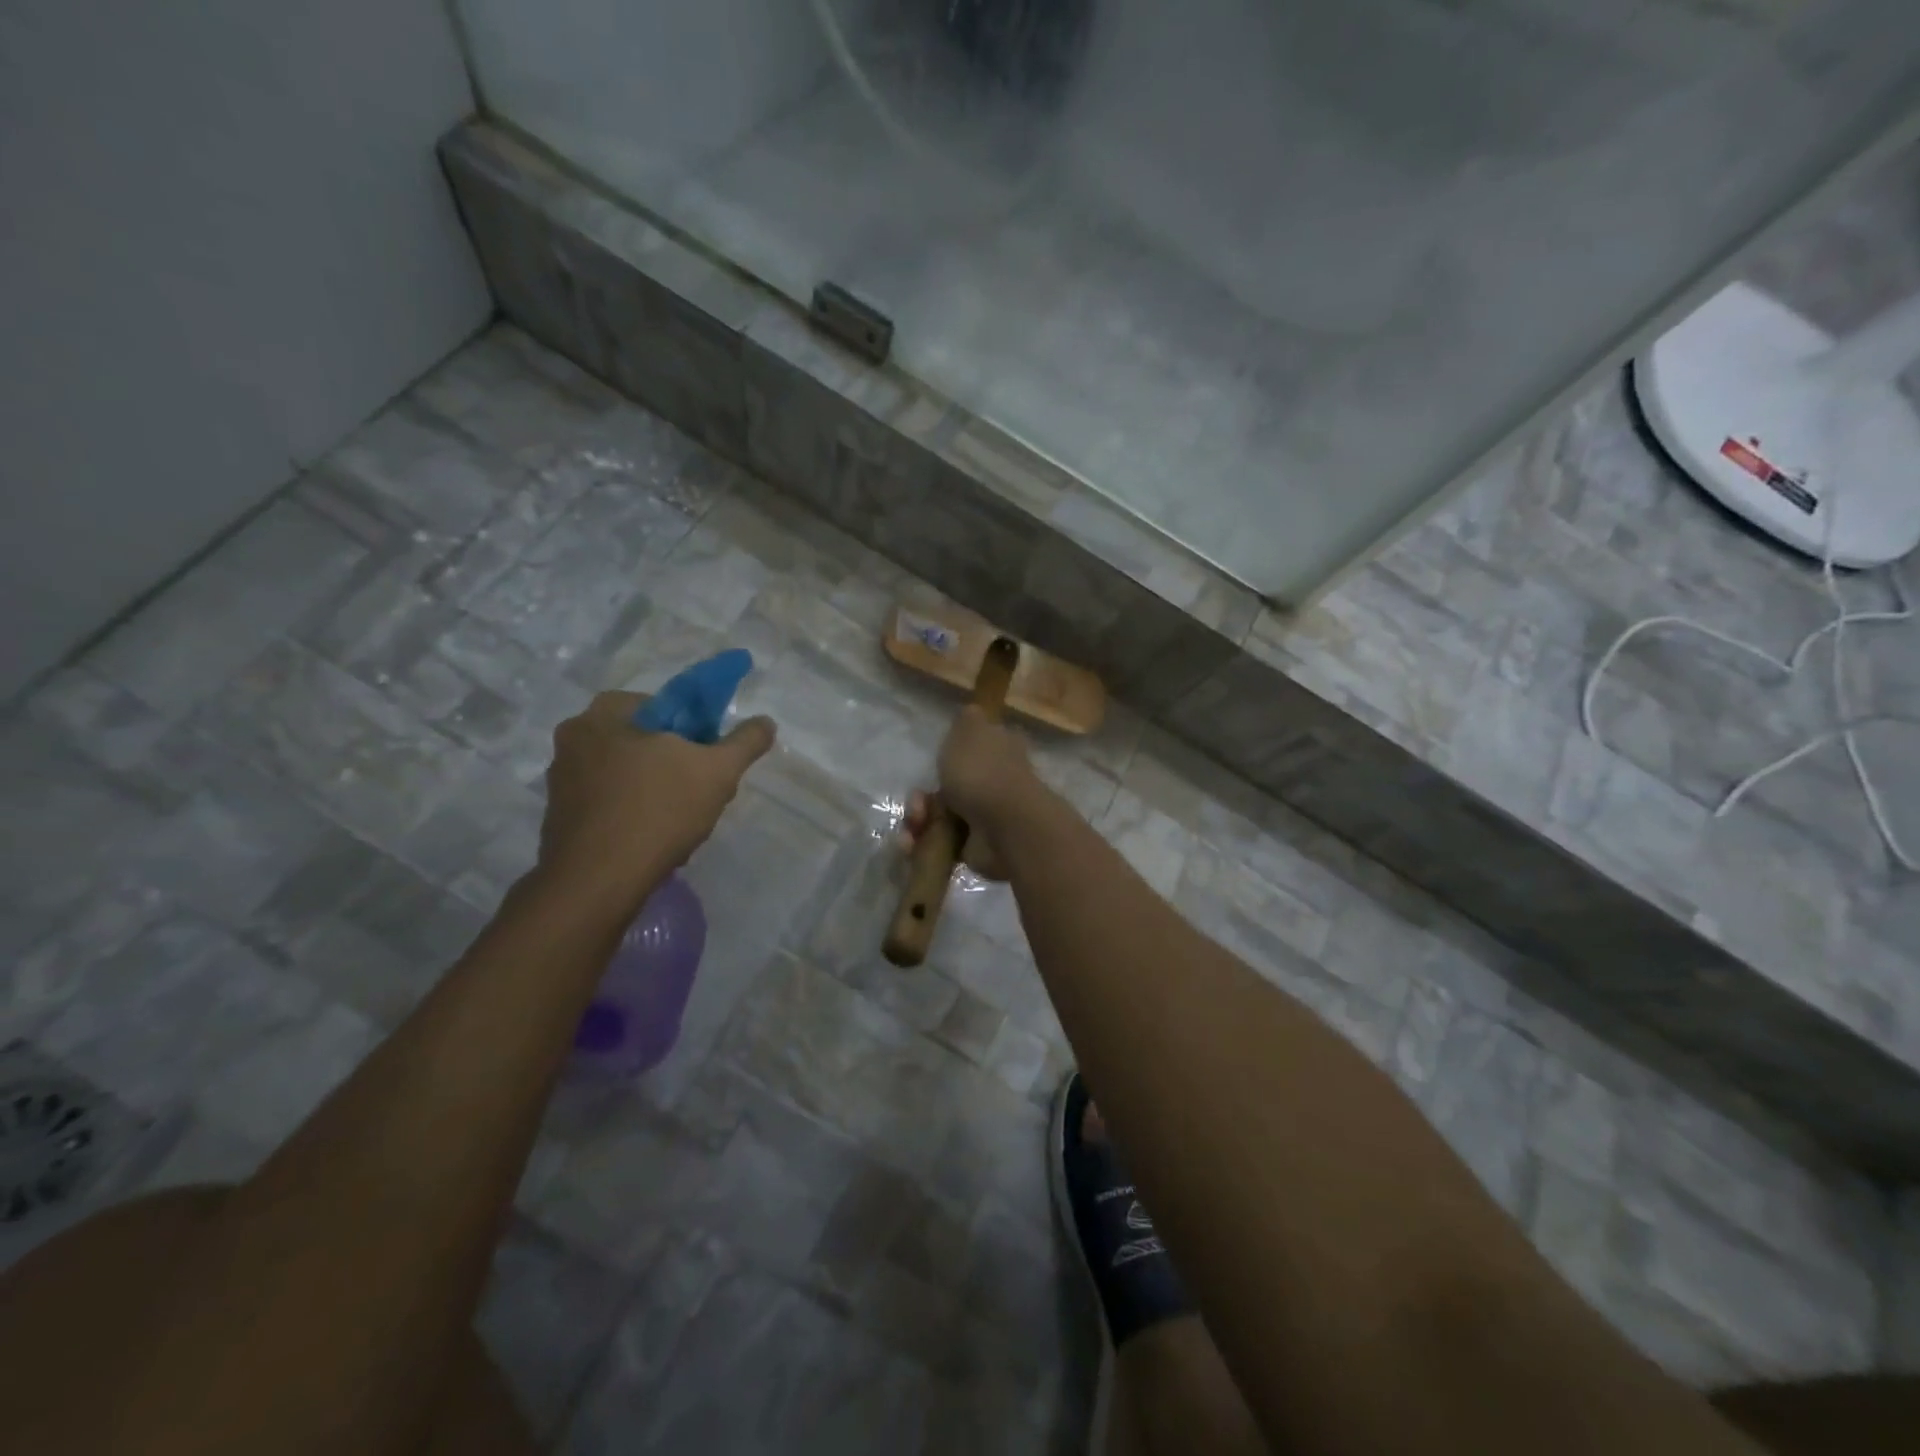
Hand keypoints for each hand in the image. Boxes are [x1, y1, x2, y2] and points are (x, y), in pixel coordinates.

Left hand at [537, 691, 775, 912]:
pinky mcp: (559, 816)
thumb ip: (745, 741)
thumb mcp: (718, 771)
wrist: (598, 881)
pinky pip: (608, 802)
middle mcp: (573, 738)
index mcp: (603, 714)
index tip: (708, 757)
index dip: (693, 729)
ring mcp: (561, 780)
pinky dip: (633, 813)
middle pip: (643, 741)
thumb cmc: (658, 810)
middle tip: (700, 789)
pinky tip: (653, 837)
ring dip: (655, 789)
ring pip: (626, 773)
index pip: (660, 705)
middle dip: (674, 762)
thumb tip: (766, 722)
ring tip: (680, 820)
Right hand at [898, 707, 1041, 878]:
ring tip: (915, 826)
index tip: (935, 762)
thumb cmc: (983, 771)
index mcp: (998, 749)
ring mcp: (985, 815)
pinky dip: (923, 844)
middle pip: (949, 786)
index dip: (950, 755)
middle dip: (924, 796)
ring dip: (919, 820)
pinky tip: (912, 843)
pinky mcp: (974, 846)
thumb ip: (967, 720)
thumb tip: (972, 712)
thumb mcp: (969, 729)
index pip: (974, 747)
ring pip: (940, 815)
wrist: (1003, 825)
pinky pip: (941, 843)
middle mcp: (995, 781)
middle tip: (918, 802)